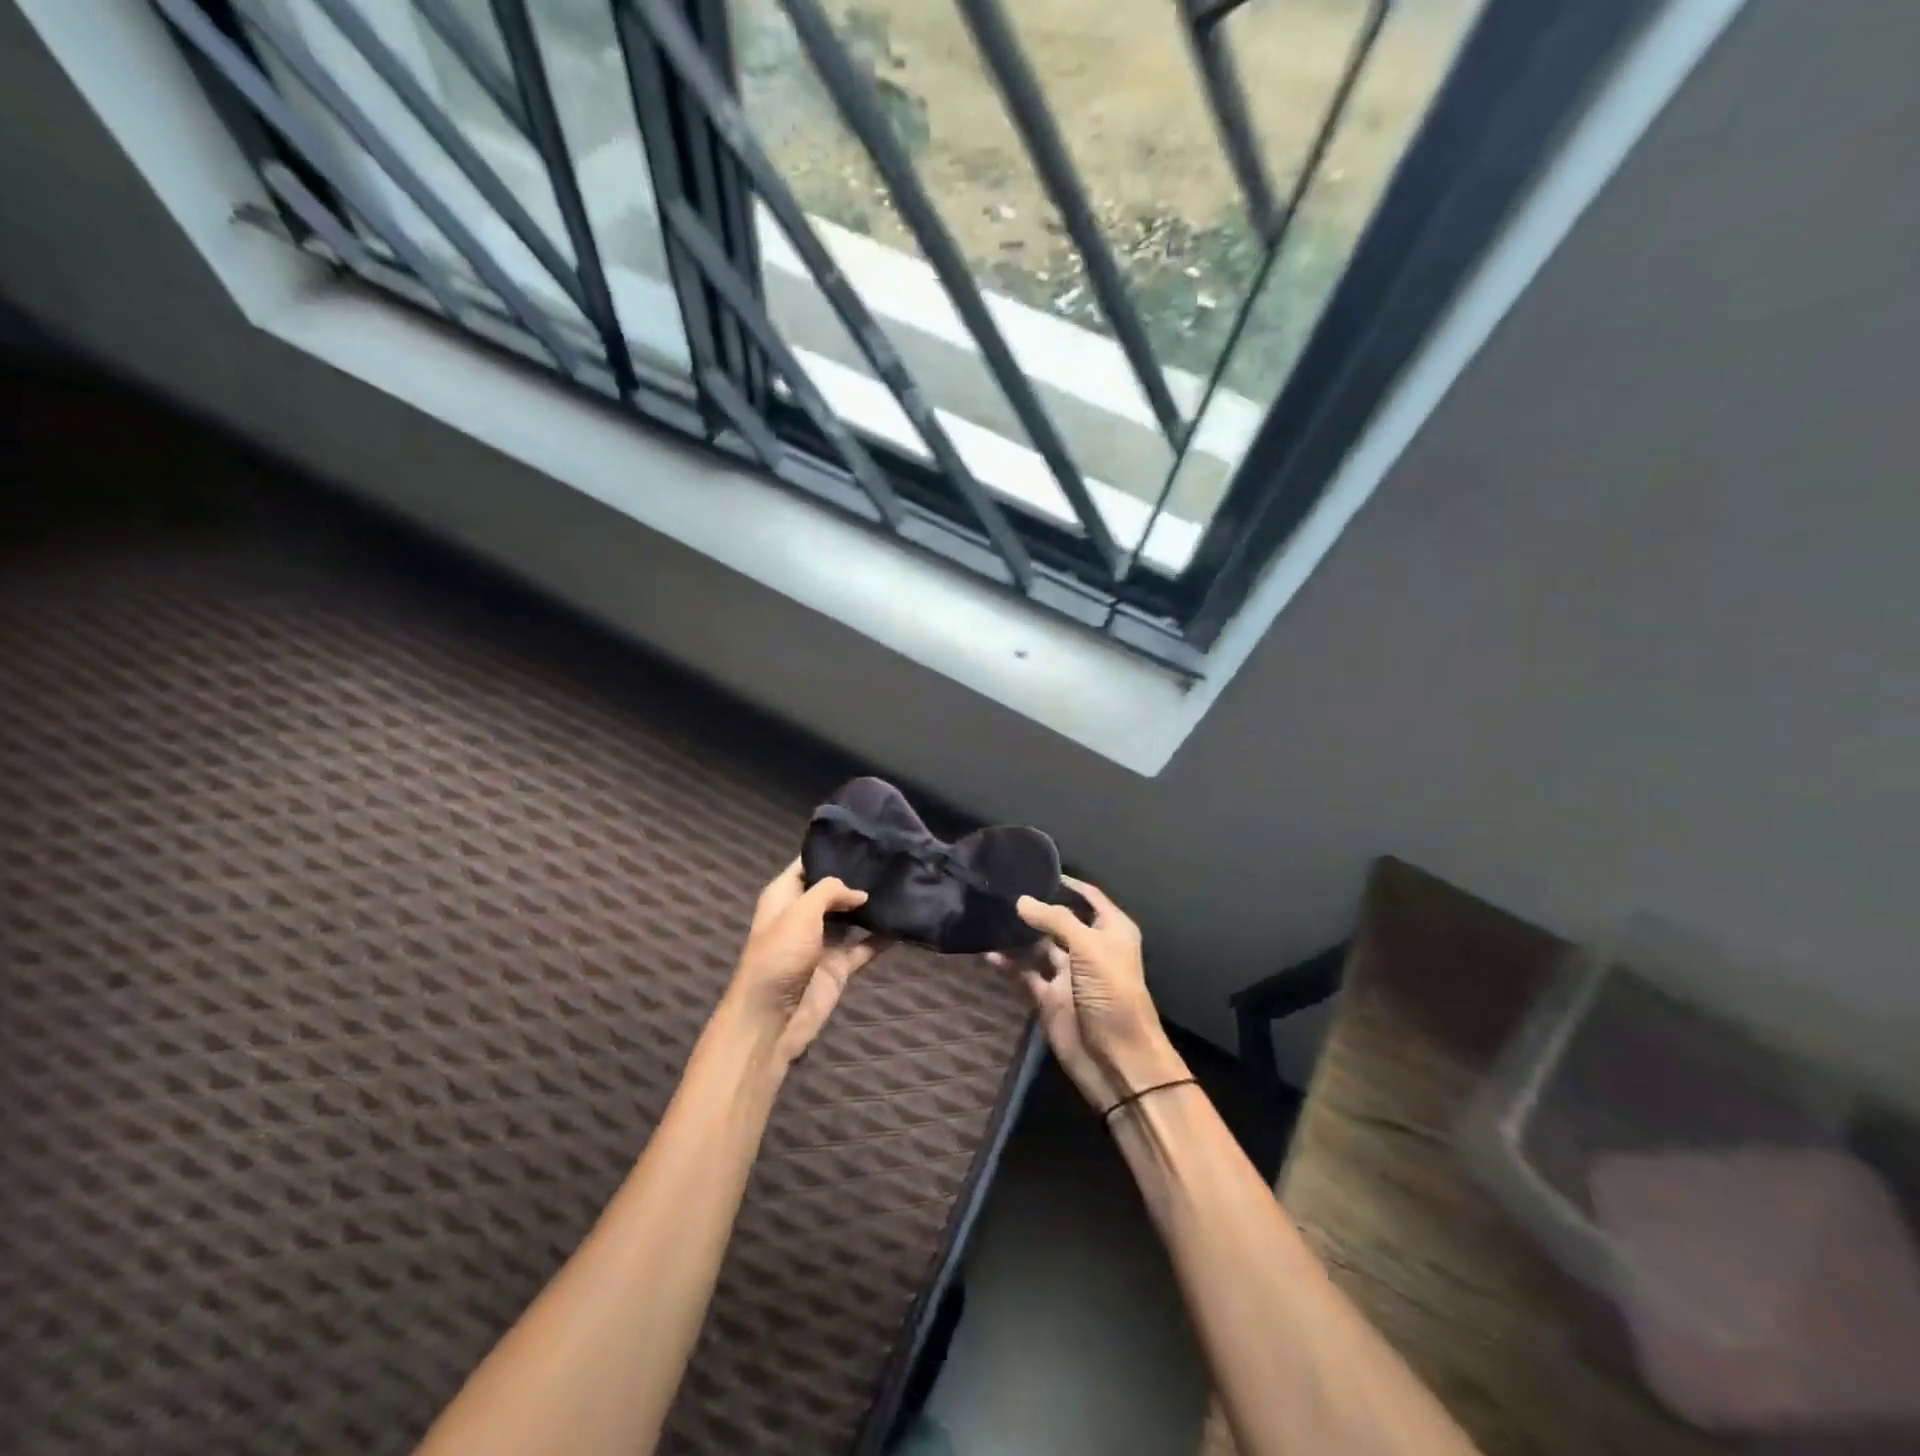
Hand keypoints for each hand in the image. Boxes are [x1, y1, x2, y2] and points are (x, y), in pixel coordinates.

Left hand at [725, 859, 891, 1066]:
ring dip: (870, 906)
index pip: (806, 864)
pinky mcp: (838, 967)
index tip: (860, 837)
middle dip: (855, 877)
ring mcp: (821, 942)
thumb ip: (830, 891)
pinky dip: (882, 938)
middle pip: (832, 890)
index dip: (828, 851)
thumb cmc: (779, 956)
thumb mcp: (801, 912)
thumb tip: (859, 893)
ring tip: (901, 882)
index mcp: (783, 897)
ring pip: (851, 917)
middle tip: (890, 857)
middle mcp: (802, 915)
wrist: (772, 1019)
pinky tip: (904, 922)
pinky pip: (864, 947)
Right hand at [991, 877, 1185, 1112]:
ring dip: (1017, 935)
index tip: (1035, 869)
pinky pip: (1025, 973)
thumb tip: (1021, 901)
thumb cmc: (1112, 994)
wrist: (1117, 1060)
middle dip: (1035, 906)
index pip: (1089, 896)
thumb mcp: (1089, 948)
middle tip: (1001, 890)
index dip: (1067, 882)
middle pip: (1059, 919)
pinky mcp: (1049, 997)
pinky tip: (987, 952)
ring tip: (988, 916)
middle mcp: (1089, 947)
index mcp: (1110, 931)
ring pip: (1038, 946)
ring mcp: (1068, 973)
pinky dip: (1008, 964)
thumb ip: (1055, 920)